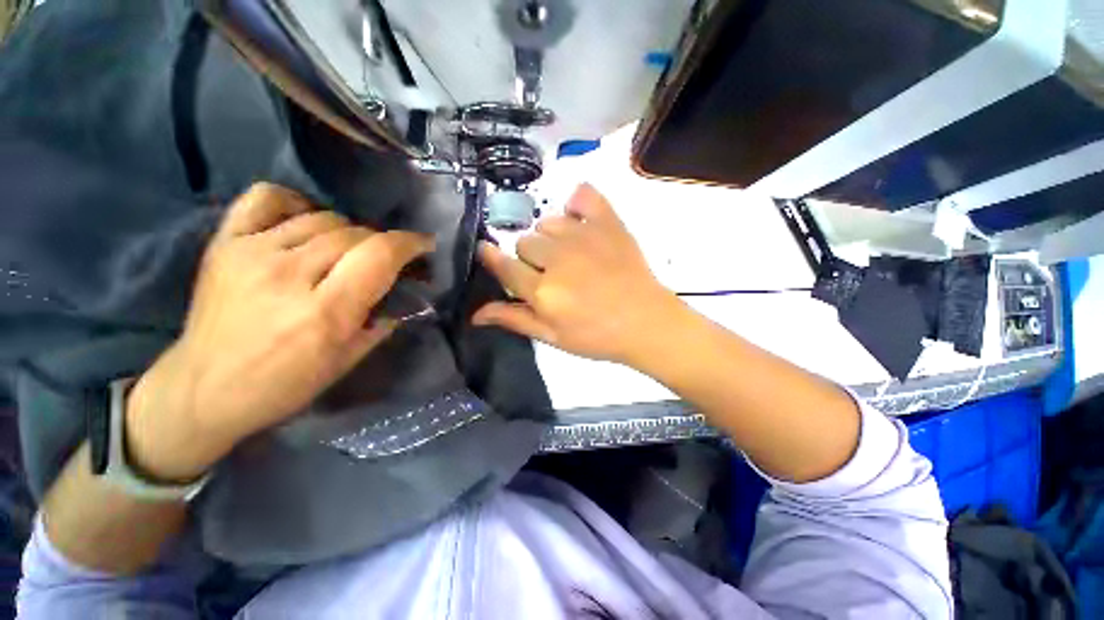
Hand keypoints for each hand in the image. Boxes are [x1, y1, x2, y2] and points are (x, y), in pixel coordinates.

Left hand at [125, 183, 434, 481]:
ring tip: (346, 251)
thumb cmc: (285, 384)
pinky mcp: (225, 243)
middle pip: (355, 233)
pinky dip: (296, 203)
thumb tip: (406, 293)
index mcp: (325, 311)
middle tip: (385, 259)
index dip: (410, 243)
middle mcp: (288, 274)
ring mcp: (252, 252)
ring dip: (348, 232)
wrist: (204, 389)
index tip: (425, 244)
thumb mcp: (347, 360)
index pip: (379, 255)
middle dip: (382, 243)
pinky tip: (305, 221)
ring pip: (322, 217)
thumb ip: (382, 320)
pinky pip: (267, 198)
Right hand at [473, 184, 682, 364]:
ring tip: (570, 254)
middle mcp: (558, 259)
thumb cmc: (597, 336)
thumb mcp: (552, 337)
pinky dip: (577, 204)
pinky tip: (580, 220)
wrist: (645, 322)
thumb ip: (514, 319)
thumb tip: (474, 315)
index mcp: (543, 291)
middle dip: (531, 258)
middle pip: (525, 242)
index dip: (491, 257)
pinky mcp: (608, 223)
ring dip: (551, 237)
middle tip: (551, 273)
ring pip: (547, 222)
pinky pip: (583, 195)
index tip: (487, 251)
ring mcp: (584, 236)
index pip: (504, 265)